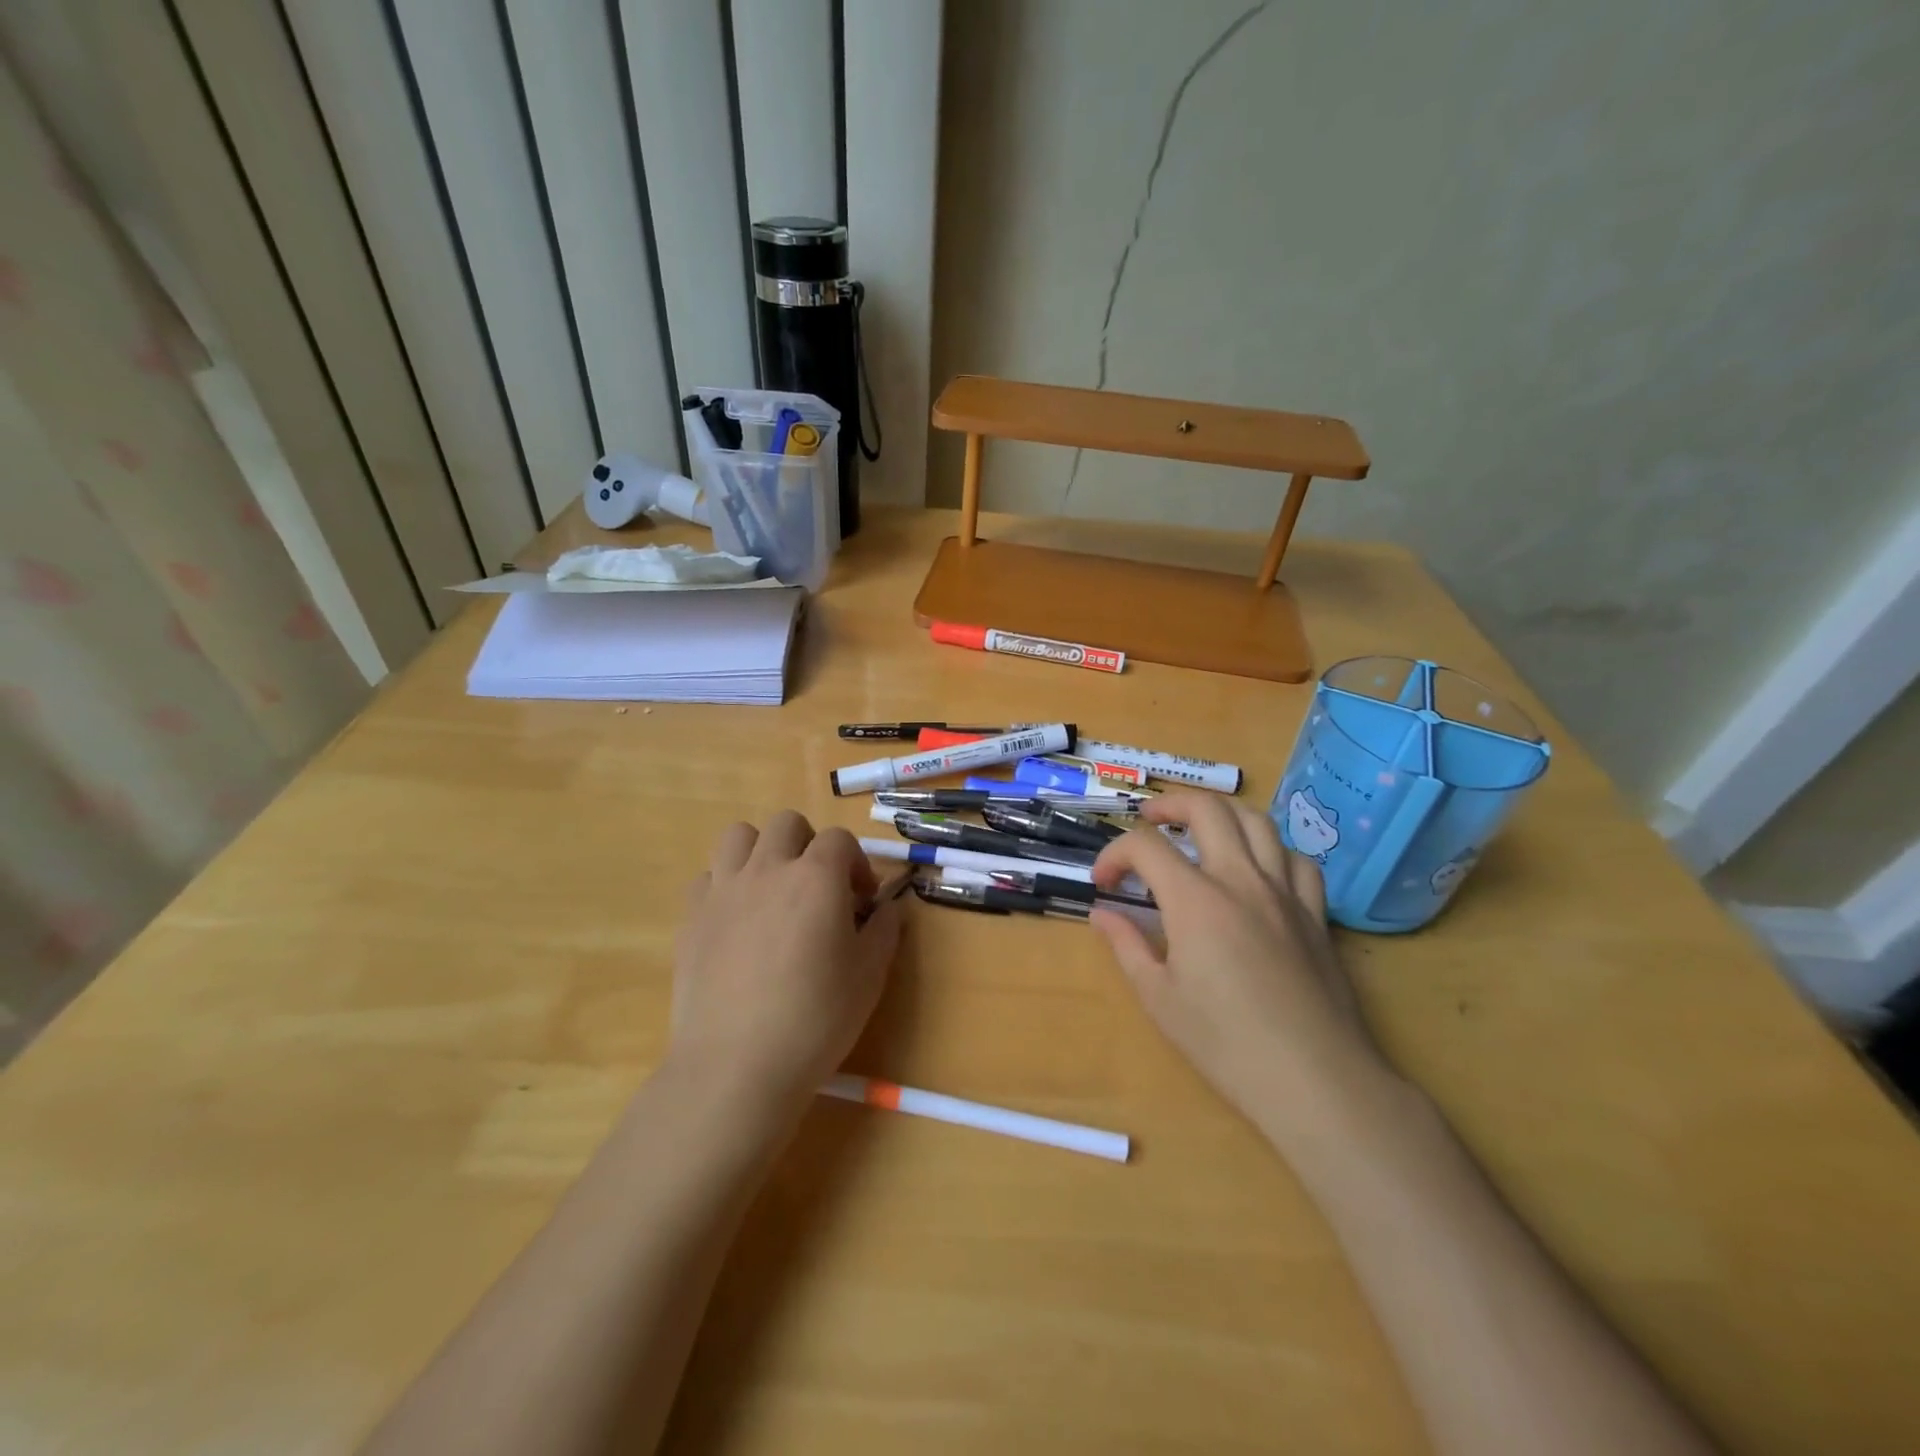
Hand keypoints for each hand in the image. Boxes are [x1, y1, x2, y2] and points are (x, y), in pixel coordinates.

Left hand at [671, 812, 905, 1117]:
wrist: (736, 1065)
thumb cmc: (816, 1019)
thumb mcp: (870, 975)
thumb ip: (883, 929)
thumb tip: (887, 907)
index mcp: (817, 877)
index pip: (839, 839)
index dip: (856, 864)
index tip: (862, 901)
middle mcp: (768, 869)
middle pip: (787, 824)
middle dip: (809, 845)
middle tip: (818, 888)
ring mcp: (724, 889)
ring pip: (739, 836)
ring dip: (761, 851)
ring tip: (772, 889)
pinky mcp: (691, 916)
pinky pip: (708, 876)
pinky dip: (726, 885)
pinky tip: (737, 920)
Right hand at [1090, 792, 1392, 1144]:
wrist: (1313, 1078)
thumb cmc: (1225, 1043)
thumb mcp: (1159, 997)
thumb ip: (1126, 945)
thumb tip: (1101, 914)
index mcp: (1195, 900)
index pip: (1145, 847)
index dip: (1114, 854)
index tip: (1103, 882)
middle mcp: (1240, 880)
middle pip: (1207, 809)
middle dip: (1170, 805)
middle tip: (1150, 821)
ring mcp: (1284, 893)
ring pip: (1257, 821)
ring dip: (1222, 814)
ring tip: (1202, 829)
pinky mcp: (1315, 914)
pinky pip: (1297, 860)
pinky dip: (1272, 850)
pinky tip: (1259, 869)